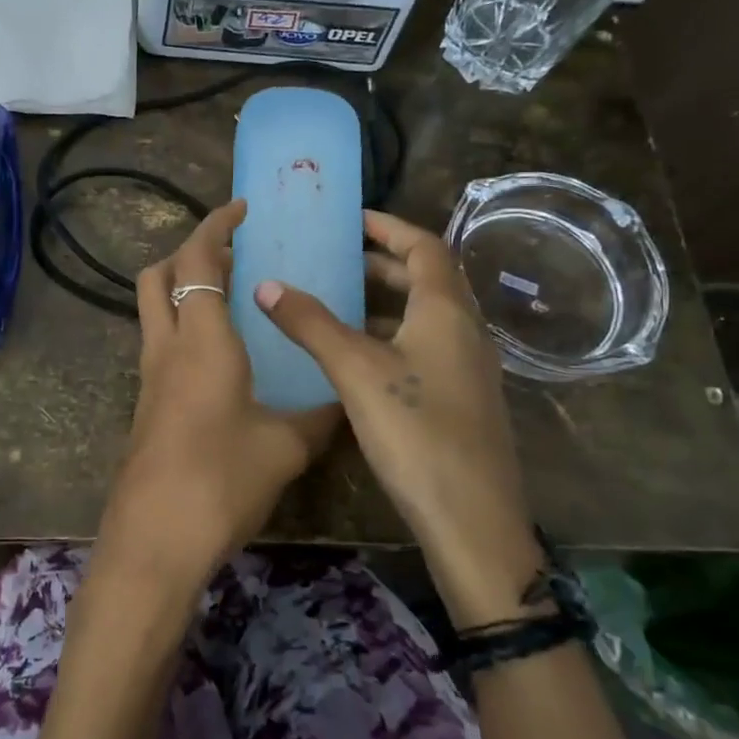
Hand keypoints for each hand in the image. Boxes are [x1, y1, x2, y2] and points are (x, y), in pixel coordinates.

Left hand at [100, 201, 338, 593]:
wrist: (155, 539)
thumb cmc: (221, 481)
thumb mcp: (285, 447)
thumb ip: (318, 417)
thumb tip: (343, 402)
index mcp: (202, 341)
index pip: (196, 260)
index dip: (215, 225)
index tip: (242, 208)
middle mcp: (167, 348)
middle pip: (158, 276)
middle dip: (188, 253)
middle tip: (233, 255)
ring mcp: (150, 378)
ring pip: (154, 311)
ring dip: (184, 291)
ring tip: (233, 301)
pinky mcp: (146, 406)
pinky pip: (160, 346)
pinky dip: (184, 330)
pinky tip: (222, 359)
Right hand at [255, 210, 543, 626]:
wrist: (471, 518)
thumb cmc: (415, 431)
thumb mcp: (356, 371)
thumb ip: (311, 324)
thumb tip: (267, 284)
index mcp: (447, 311)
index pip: (424, 246)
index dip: (389, 227)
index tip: (352, 220)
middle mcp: (465, 330)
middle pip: (429, 279)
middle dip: (384, 263)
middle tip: (338, 260)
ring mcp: (468, 367)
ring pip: (427, 316)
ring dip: (388, 301)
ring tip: (340, 302)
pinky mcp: (461, 399)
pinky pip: (426, 346)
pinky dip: (393, 335)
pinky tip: (359, 358)